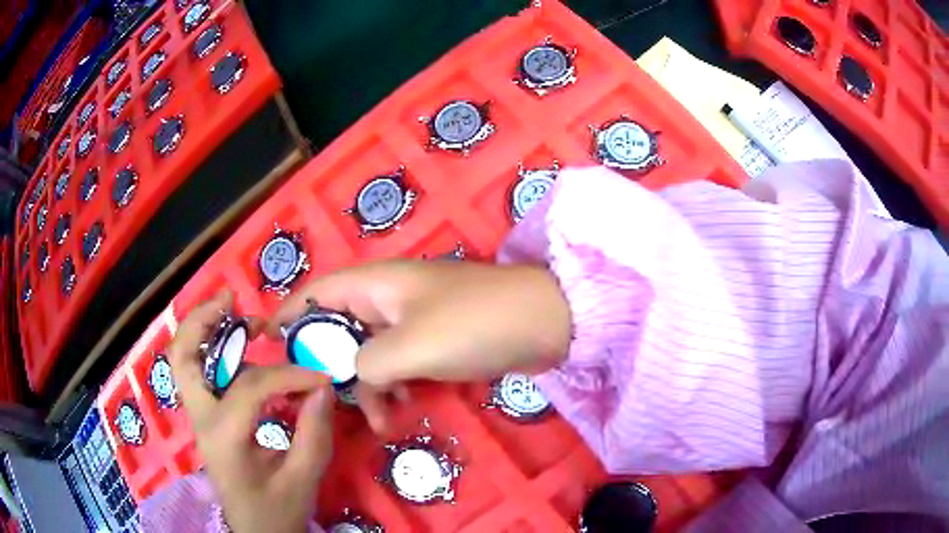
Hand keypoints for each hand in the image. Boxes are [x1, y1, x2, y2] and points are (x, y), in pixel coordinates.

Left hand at [168, 290, 332, 532]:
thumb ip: (315, 432)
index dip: (291, 375)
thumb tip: (323, 387)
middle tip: (231, 299)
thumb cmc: (277, 511)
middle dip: (203, 320)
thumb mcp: (304, 478)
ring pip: (183, 360)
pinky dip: (209, 350)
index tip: (322, 378)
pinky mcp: (205, 420)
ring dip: (203, 330)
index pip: (252, 387)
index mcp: (224, 438)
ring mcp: (198, 419)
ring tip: (231, 311)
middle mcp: (202, 420)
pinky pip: (197, 373)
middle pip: (183, 356)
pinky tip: (234, 345)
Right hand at [267, 260, 571, 432]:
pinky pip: (399, 362)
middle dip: (331, 366)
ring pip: (370, 352)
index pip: (316, 294)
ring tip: (379, 418)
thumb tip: (353, 376)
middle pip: (340, 329)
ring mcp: (413, 319)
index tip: (267, 341)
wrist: (543, 322)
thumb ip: (366, 364)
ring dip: (368, 385)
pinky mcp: (435, 340)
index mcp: (375, 285)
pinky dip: (393, 385)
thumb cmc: (473, 324)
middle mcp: (388, 297)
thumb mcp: (409, 347)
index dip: (288, 314)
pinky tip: (400, 408)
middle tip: (326, 400)